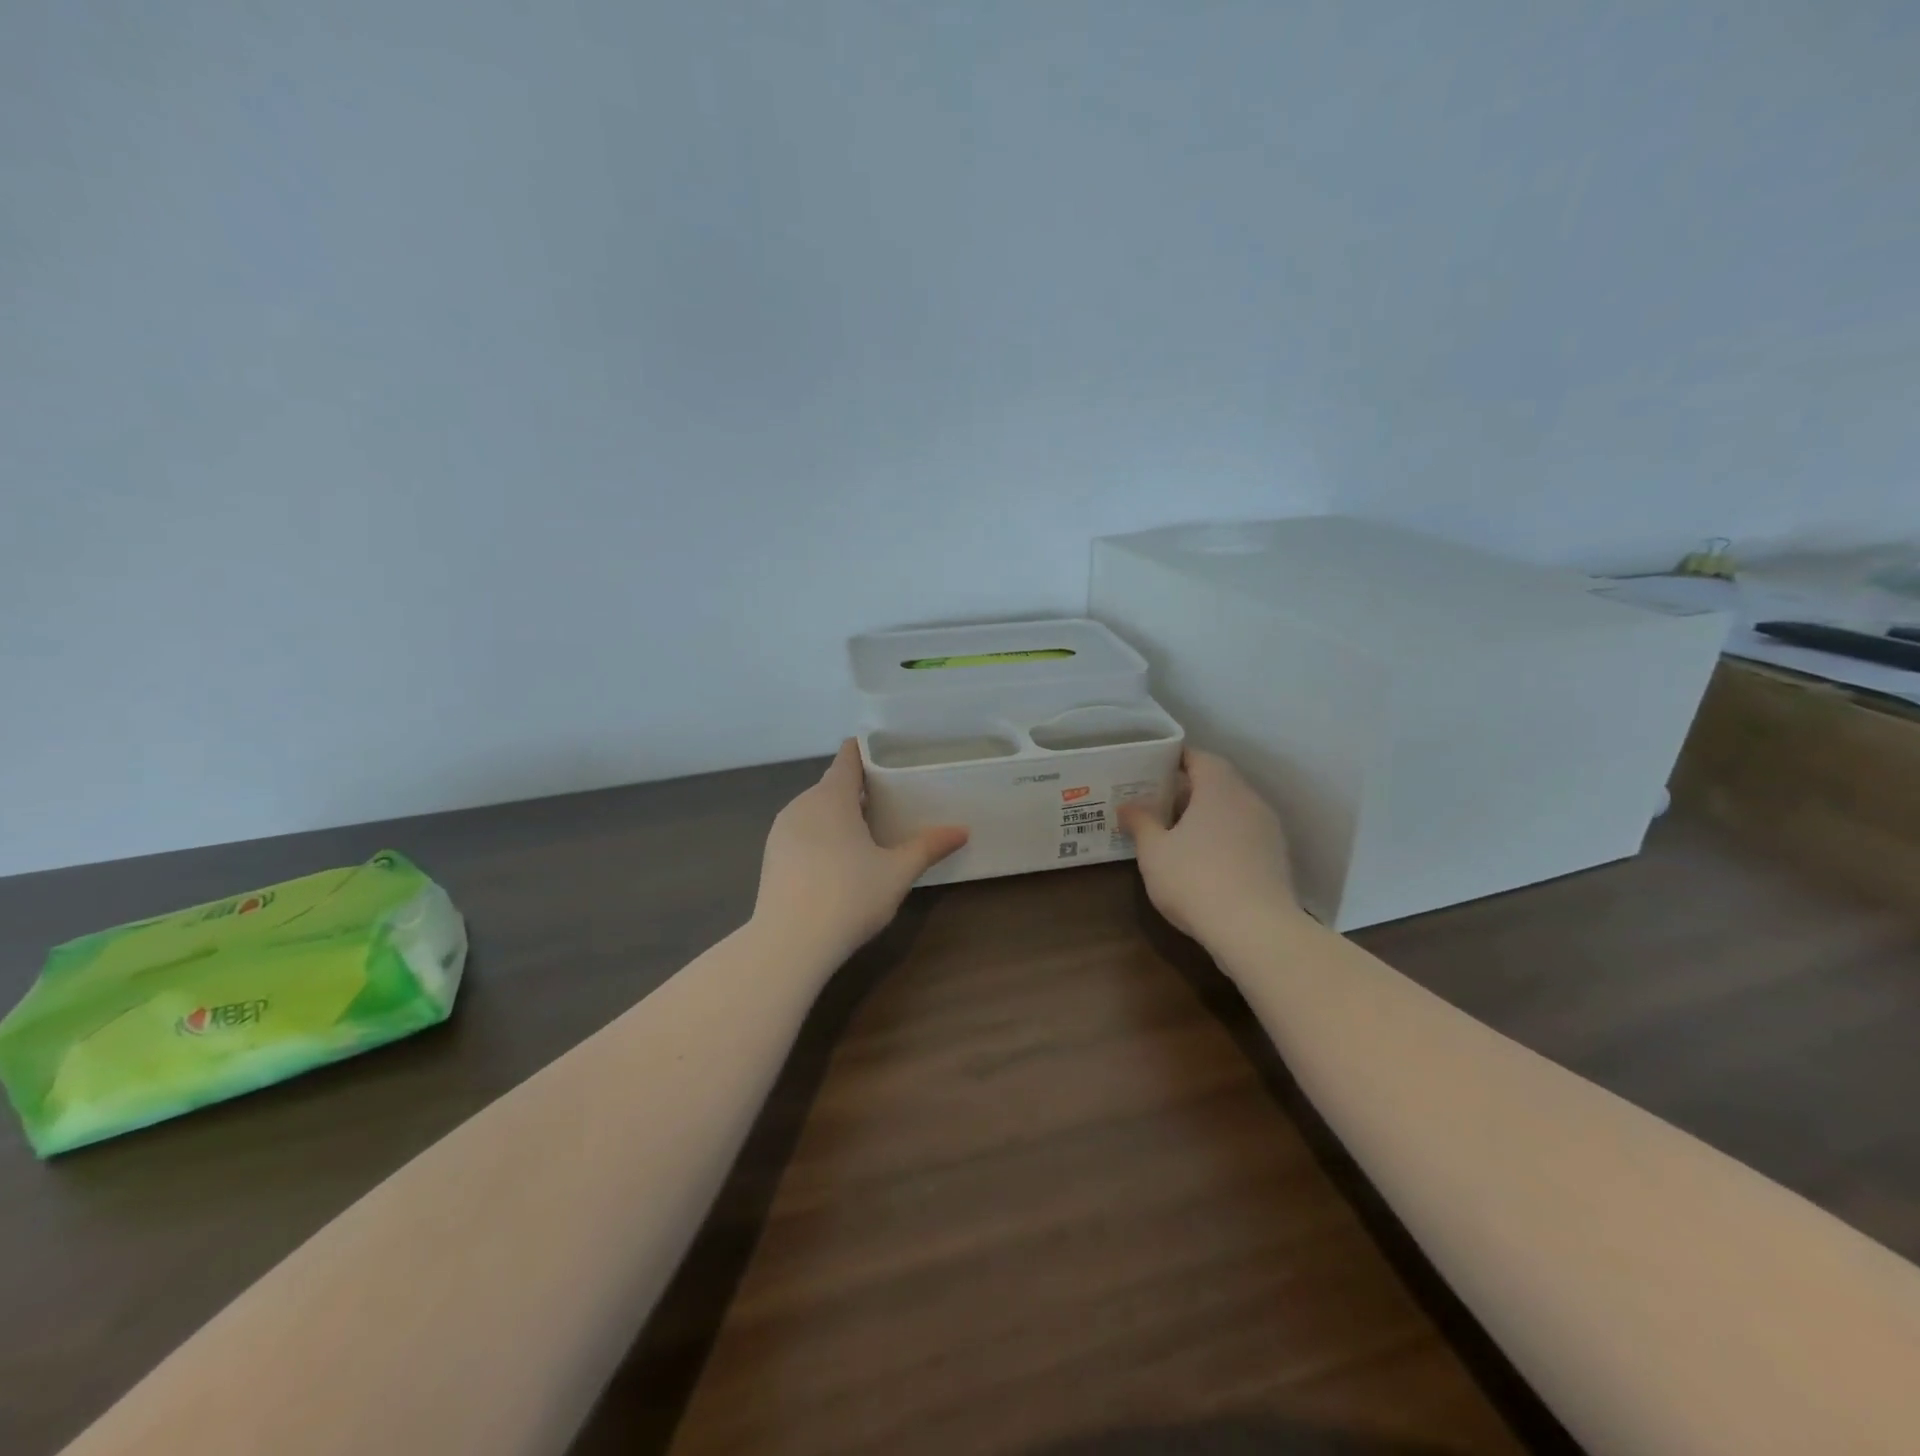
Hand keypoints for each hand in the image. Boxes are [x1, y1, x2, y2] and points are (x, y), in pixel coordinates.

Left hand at [753, 740, 968, 963]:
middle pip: (832, 785)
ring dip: (839, 815)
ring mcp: (781, 831)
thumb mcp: (897, 872)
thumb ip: (928, 847)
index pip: (848, 757)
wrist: (788, 945)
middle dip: (859, 789)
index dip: (866, 750)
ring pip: (815, 810)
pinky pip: (802, 833)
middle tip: (891, 800)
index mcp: (831, 797)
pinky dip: (821, 836)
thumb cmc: (848, 897)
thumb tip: (962, 831)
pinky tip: (838, 862)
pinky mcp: (771, 857)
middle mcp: (801, 804)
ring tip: (868, 831)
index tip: (888, 753)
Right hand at [1116, 748, 1297, 944]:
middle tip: (1156, 801)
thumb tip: (1127, 806)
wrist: (1256, 930)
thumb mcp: (1154, 852)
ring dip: (1206, 815)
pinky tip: (1202, 859)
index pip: (1199, 757)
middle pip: (1217, 782)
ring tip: (1175, 831)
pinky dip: (1222, 837)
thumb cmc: (1196, 880)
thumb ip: (1140, 823)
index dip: (1174, 758)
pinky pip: (1243, 834)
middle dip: (1187, 789)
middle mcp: (1248, 800)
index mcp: (1219, 788)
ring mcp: (1267, 829)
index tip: (1151, 766)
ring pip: (1232, 809)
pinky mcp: (1275, 858)